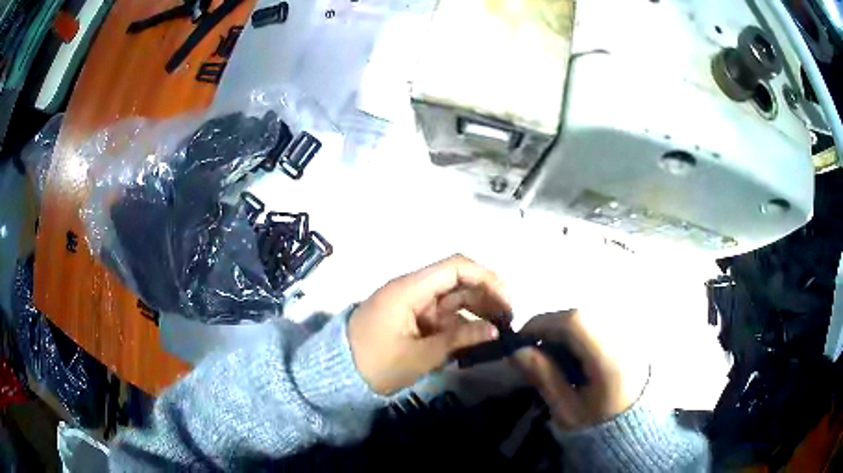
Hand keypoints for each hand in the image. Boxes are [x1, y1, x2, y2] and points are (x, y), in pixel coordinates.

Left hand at [349, 255, 510, 394]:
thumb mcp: (419, 356)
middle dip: (486, 296)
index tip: (506, 301)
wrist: (337, 374)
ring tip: (499, 329)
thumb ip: (459, 340)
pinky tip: (477, 337)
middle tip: (508, 320)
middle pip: (457, 281)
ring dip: (476, 310)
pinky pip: (442, 315)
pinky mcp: (411, 318)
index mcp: (410, 289)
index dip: (486, 278)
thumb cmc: (375, 364)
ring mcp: (412, 304)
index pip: (455, 267)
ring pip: (452, 298)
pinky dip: (460, 324)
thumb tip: (495, 330)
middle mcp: (413, 289)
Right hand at [513, 309, 649, 429]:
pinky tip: (577, 349)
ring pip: (595, 314)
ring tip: (555, 348)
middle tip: (536, 344)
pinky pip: (605, 321)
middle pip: (585, 313)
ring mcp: (634, 335)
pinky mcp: (635, 337)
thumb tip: (518, 351)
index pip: (576, 322)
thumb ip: (545, 378)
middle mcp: (626, 339)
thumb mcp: (567, 410)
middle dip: (554, 323)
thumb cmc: (598, 426)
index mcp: (611, 360)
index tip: (522, 337)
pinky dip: (585, 329)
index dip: (544, 322)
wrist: (635, 431)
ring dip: (569, 326)